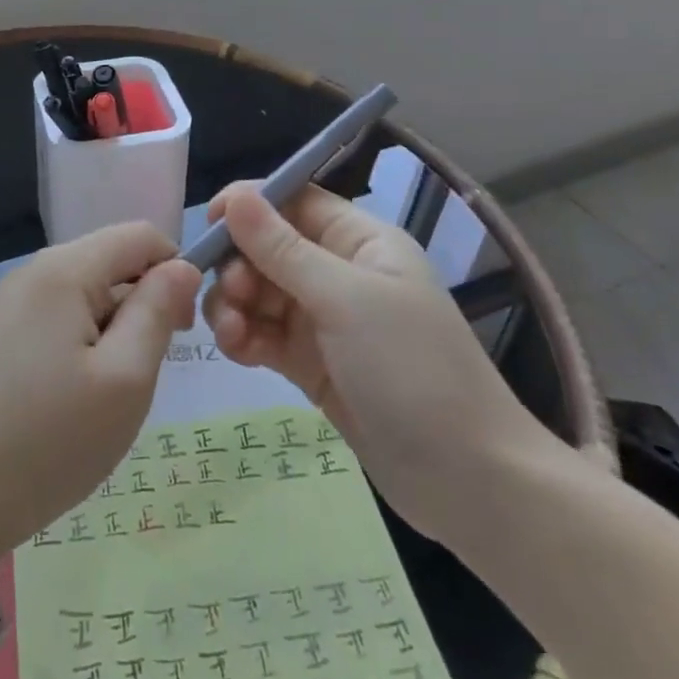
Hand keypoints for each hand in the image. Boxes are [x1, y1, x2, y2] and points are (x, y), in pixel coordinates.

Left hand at [0, 223, 201, 553]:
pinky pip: (57, 320)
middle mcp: (33, 271)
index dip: (176, 269)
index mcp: (64, 268)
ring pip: (86, 294)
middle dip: (143, 304)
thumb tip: (180, 267)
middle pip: (111, 262)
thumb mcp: (123, 380)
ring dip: (113, 332)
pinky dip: (82, 347)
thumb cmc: (45, 441)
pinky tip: (74, 400)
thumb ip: (157, 312)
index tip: (184, 330)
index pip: (140, 235)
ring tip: (109, 395)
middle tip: (146, 373)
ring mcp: (9, 303)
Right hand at [202, 186, 551, 535]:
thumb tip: (237, 196)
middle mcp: (339, 272)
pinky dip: (244, 337)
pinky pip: (263, 334)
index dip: (250, 204)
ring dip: (234, 304)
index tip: (210, 222)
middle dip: (239, 264)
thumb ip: (283, 249)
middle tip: (231, 295)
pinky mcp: (310, 363)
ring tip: (231, 333)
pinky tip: (237, 352)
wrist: (469, 482)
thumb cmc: (412, 370)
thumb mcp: (345, 300)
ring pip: (258, 292)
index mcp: (360, 241)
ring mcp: (323, 320)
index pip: (294, 200)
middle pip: (267, 247)